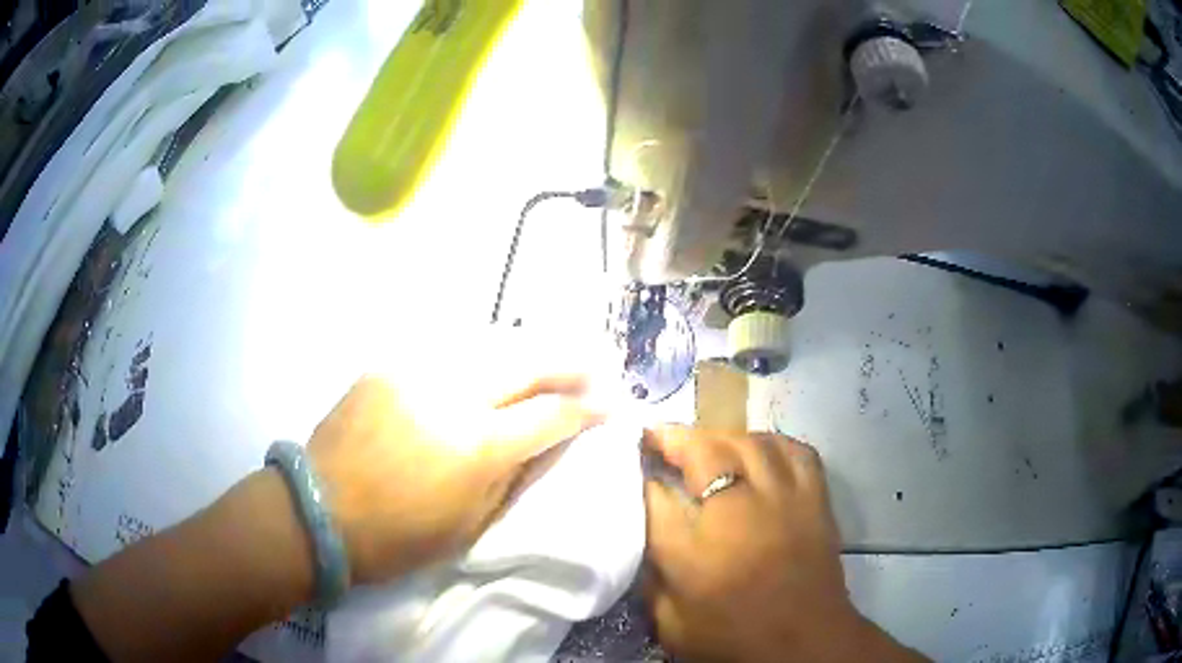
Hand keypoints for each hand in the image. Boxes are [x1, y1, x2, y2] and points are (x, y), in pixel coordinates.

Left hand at [308, 369, 603, 586]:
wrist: (319, 511)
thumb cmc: (398, 537)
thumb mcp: (471, 525)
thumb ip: (516, 476)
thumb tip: (552, 442)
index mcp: (476, 447)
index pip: (550, 414)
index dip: (588, 408)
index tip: (612, 404)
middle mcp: (452, 395)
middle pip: (527, 360)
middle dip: (570, 361)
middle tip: (598, 364)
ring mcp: (416, 371)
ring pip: (490, 343)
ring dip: (529, 350)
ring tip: (553, 357)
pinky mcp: (389, 365)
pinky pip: (449, 351)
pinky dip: (482, 356)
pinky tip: (493, 364)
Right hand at [642, 426, 923, 662]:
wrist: (804, 643)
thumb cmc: (733, 637)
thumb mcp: (671, 622)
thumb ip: (651, 578)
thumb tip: (646, 534)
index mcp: (692, 550)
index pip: (653, 494)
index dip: (639, 473)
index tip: (632, 465)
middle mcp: (736, 512)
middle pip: (703, 451)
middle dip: (674, 438)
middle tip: (659, 437)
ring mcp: (782, 499)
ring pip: (748, 442)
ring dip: (721, 437)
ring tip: (706, 443)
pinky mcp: (814, 499)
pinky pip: (795, 451)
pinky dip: (773, 443)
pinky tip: (760, 450)